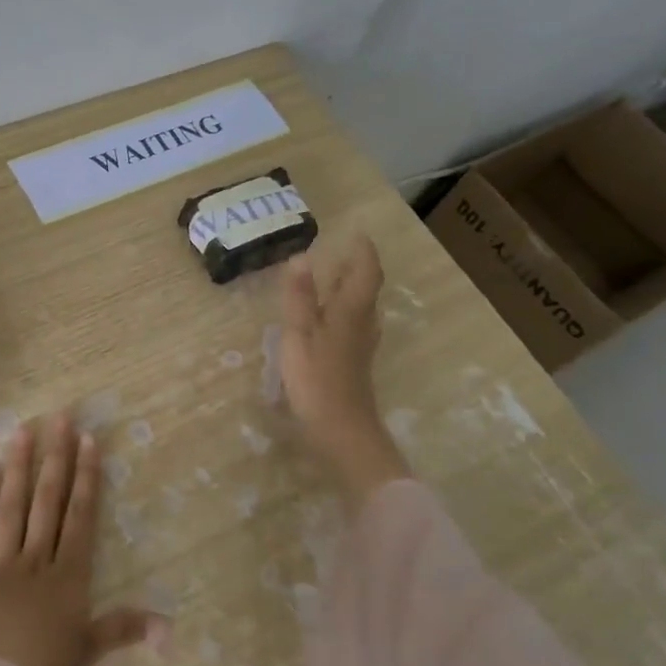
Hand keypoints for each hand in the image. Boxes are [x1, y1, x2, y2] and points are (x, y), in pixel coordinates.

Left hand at [0, 412, 154, 665]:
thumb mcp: (89, 651)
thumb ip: (125, 630)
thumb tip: (170, 627)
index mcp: (68, 576)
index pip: (80, 516)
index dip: (86, 476)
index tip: (87, 440)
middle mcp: (36, 559)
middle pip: (47, 501)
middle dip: (55, 458)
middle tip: (58, 418)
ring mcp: (0, 564)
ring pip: (11, 508)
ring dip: (17, 468)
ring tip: (21, 432)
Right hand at [279, 238, 406, 483]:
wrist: (342, 431)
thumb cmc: (317, 379)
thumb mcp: (299, 334)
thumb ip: (300, 297)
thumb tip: (302, 256)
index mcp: (350, 312)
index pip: (365, 273)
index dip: (363, 252)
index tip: (358, 233)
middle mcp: (361, 325)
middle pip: (366, 290)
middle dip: (357, 268)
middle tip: (343, 252)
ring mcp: (359, 347)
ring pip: (361, 309)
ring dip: (351, 290)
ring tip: (334, 279)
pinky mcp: (353, 364)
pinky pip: (353, 326)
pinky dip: (343, 312)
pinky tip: (331, 320)